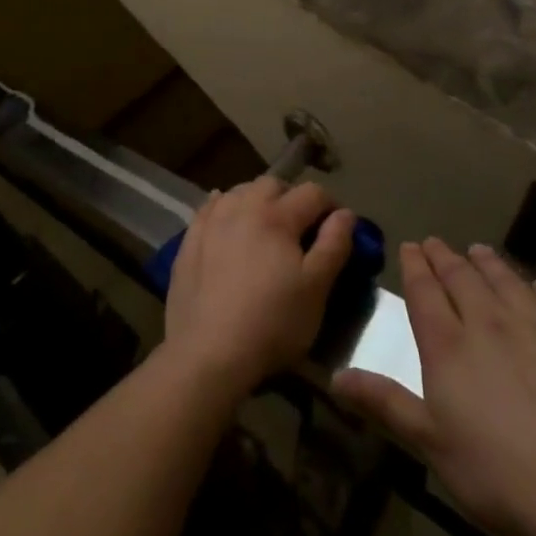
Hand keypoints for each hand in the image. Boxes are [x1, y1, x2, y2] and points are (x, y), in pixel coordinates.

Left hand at [160, 178, 354, 399]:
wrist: (208, 351)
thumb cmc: (272, 323)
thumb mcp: (316, 289)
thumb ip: (334, 245)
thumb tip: (345, 213)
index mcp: (277, 216)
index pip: (312, 193)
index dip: (331, 205)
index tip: (338, 228)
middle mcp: (242, 206)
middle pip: (273, 184)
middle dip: (292, 198)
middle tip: (300, 228)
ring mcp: (212, 220)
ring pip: (240, 191)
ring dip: (258, 200)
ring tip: (265, 227)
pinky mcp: (189, 238)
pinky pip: (210, 208)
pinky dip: (225, 208)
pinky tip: (228, 222)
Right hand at [333, 239, 535, 535]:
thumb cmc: (502, 476)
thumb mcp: (433, 445)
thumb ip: (386, 403)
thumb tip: (334, 376)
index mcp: (448, 345)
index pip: (424, 290)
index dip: (415, 265)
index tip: (411, 246)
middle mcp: (489, 321)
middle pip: (462, 277)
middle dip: (445, 257)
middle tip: (436, 243)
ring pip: (506, 280)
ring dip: (488, 262)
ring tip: (478, 250)